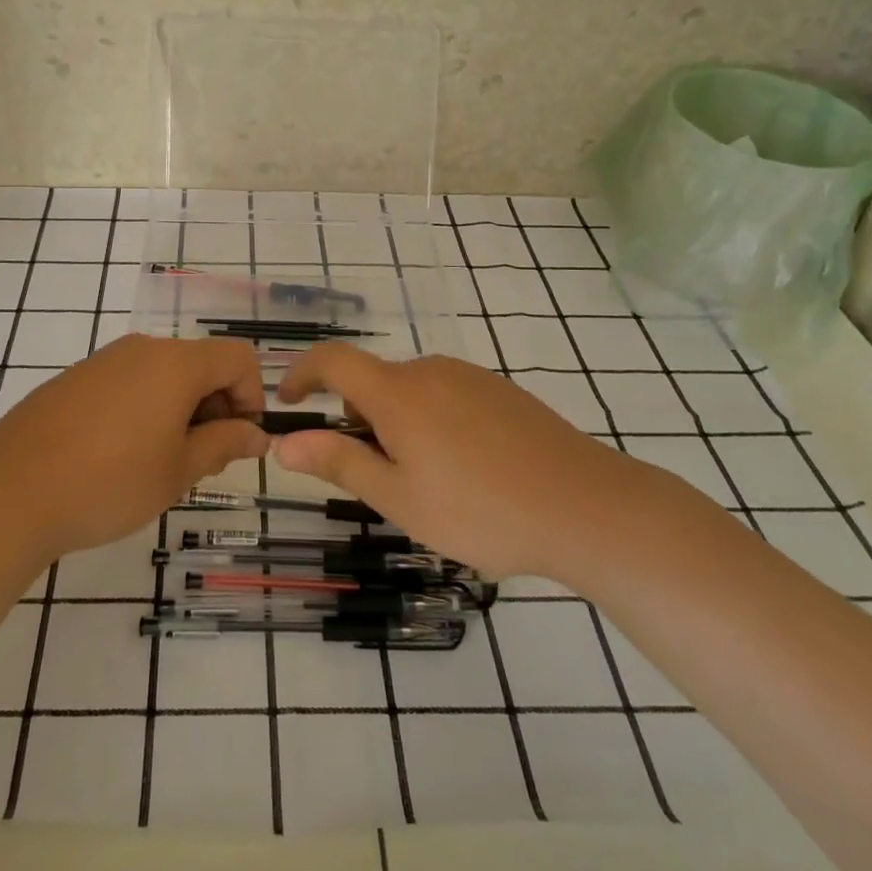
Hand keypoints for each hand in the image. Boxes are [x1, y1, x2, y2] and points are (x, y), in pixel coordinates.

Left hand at [0, 334, 268, 560]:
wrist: (9, 493)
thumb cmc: (108, 483)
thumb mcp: (178, 471)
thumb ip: (225, 444)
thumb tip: (257, 435)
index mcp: (175, 363)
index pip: (238, 358)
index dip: (251, 397)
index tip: (237, 442)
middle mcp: (142, 349)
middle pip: (201, 363)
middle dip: (215, 406)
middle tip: (201, 461)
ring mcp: (104, 360)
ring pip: (164, 374)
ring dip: (180, 410)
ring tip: (160, 463)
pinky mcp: (76, 378)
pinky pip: (129, 382)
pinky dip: (145, 408)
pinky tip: (120, 454)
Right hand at [275, 345, 641, 578]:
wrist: (587, 506)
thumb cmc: (481, 510)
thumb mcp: (399, 498)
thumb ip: (339, 463)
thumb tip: (284, 444)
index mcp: (397, 393)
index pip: (332, 360)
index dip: (302, 373)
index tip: (288, 401)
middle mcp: (430, 370)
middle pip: (374, 383)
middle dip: (359, 421)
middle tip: (380, 479)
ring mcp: (470, 376)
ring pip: (411, 392)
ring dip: (398, 424)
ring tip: (429, 483)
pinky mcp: (501, 390)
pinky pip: (446, 396)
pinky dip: (432, 422)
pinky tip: (468, 469)